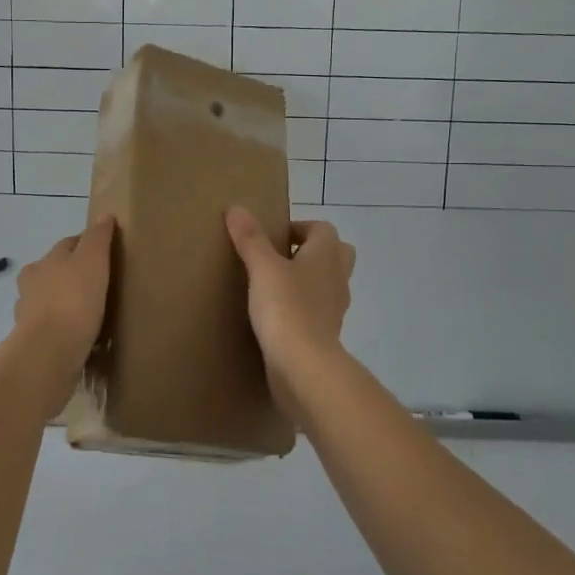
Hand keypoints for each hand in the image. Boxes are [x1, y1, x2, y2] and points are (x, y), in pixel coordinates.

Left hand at [12, 216, 114, 368]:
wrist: (49, 352)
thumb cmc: (73, 300)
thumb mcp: (92, 261)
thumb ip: (98, 238)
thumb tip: (105, 216)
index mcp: (45, 261)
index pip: (69, 244)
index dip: (88, 244)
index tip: (108, 253)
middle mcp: (32, 284)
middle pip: (55, 272)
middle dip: (73, 275)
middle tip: (101, 284)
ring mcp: (29, 315)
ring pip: (50, 301)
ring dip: (66, 304)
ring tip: (91, 313)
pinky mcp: (35, 342)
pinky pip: (53, 330)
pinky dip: (64, 330)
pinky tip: (81, 338)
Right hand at [226, 208, 354, 407]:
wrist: (305, 368)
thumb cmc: (287, 308)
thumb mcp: (263, 268)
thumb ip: (250, 239)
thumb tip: (237, 207)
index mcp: (327, 255)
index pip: (323, 228)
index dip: (300, 227)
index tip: (272, 238)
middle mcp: (337, 278)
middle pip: (335, 254)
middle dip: (311, 252)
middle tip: (278, 259)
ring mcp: (335, 308)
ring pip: (327, 284)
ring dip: (308, 281)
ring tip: (274, 287)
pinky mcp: (326, 334)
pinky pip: (318, 311)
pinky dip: (303, 309)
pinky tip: (277, 316)